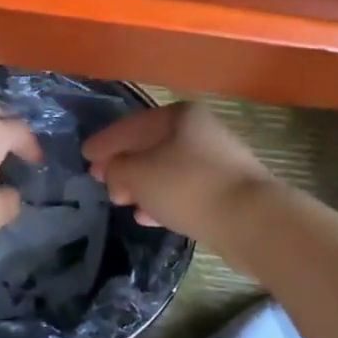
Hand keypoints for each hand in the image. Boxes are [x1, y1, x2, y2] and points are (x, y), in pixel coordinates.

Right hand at [82, 102, 273, 241]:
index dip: (104, 142)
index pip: (131, 125)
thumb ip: (116, 169)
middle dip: (123, 163)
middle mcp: (200, 131)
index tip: (85, 155)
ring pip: (167, 168)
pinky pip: (184, 189)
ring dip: (141, 183)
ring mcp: (217, 160)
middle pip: (150, 145)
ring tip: (120, 200)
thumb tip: (113, 171)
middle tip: (100, 180)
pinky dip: (163, 198)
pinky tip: (147, 215)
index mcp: (178, 116)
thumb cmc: (188, 186)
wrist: (252, 220)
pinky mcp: (227, 190)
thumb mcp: (138, 175)